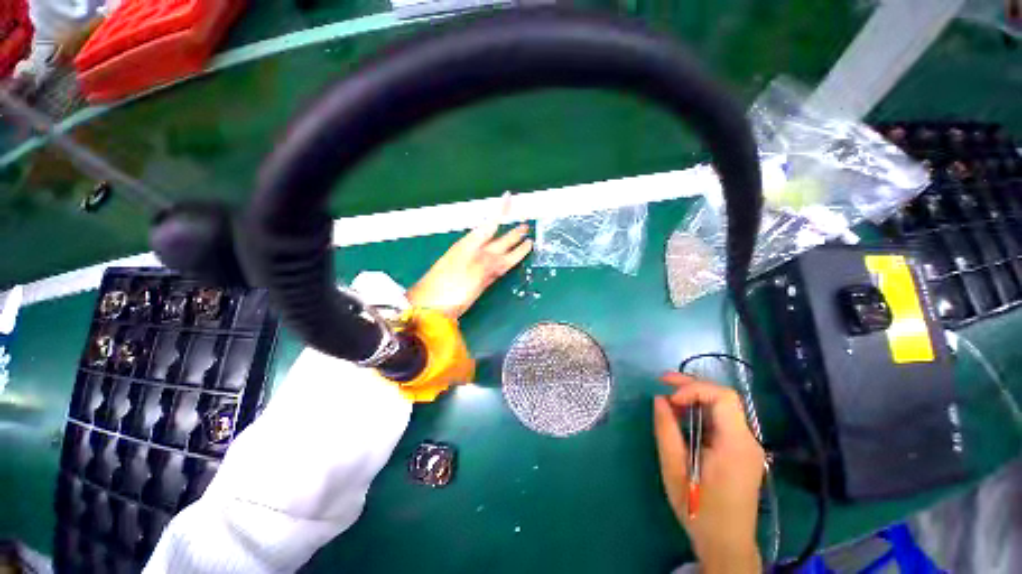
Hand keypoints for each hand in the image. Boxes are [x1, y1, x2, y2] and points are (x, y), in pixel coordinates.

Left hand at [408, 196, 531, 318]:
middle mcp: (476, 254)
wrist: (430, 308)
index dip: (501, 210)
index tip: (509, 196)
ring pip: (500, 254)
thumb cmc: (447, 288)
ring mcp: (478, 267)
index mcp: (470, 246)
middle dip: (512, 233)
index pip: (490, 224)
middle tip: (526, 226)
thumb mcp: (469, 272)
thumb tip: (502, 258)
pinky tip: (510, 261)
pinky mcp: (480, 281)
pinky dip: (507, 262)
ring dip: (513, 247)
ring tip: (527, 241)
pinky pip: (498, 267)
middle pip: (498, 241)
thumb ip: (487, 263)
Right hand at [653, 373, 764, 573]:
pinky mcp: (742, 452)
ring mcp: (747, 446)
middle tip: (662, 381)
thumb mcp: (674, 471)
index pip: (723, 397)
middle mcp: (748, 441)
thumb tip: (659, 400)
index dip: (694, 389)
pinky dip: (700, 412)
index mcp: (735, 445)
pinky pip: (722, 421)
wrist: (727, 546)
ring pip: (723, 407)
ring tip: (668, 400)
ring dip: (695, 397)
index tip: (670, 399)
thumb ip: (666, 432)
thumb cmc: (699, 511)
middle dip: (692, 385)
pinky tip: (683, 418)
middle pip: (724, 398)